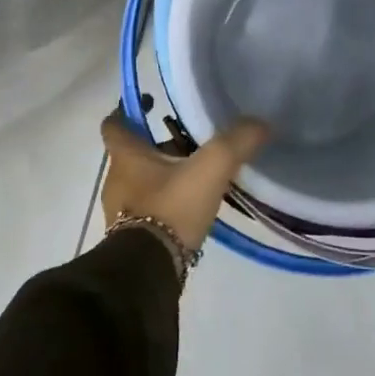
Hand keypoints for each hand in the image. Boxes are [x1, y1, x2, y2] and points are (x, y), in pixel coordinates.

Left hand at [99, 109, 268, 252]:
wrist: (148, 271)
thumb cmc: (171, 208)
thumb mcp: (211, 169)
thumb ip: (236, 142)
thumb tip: (260, 123)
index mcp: (126, 157)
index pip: (114, 124)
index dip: (129, 111)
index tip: (152, 104)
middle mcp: (117, 180)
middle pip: (133, 153)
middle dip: (159, 146)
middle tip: (190, 142)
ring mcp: (120, 211)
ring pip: (141, 182)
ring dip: (163, 176)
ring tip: (197, 176)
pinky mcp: (130, 236)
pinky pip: (147, 209)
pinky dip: (165, 203)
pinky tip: (191, 207)